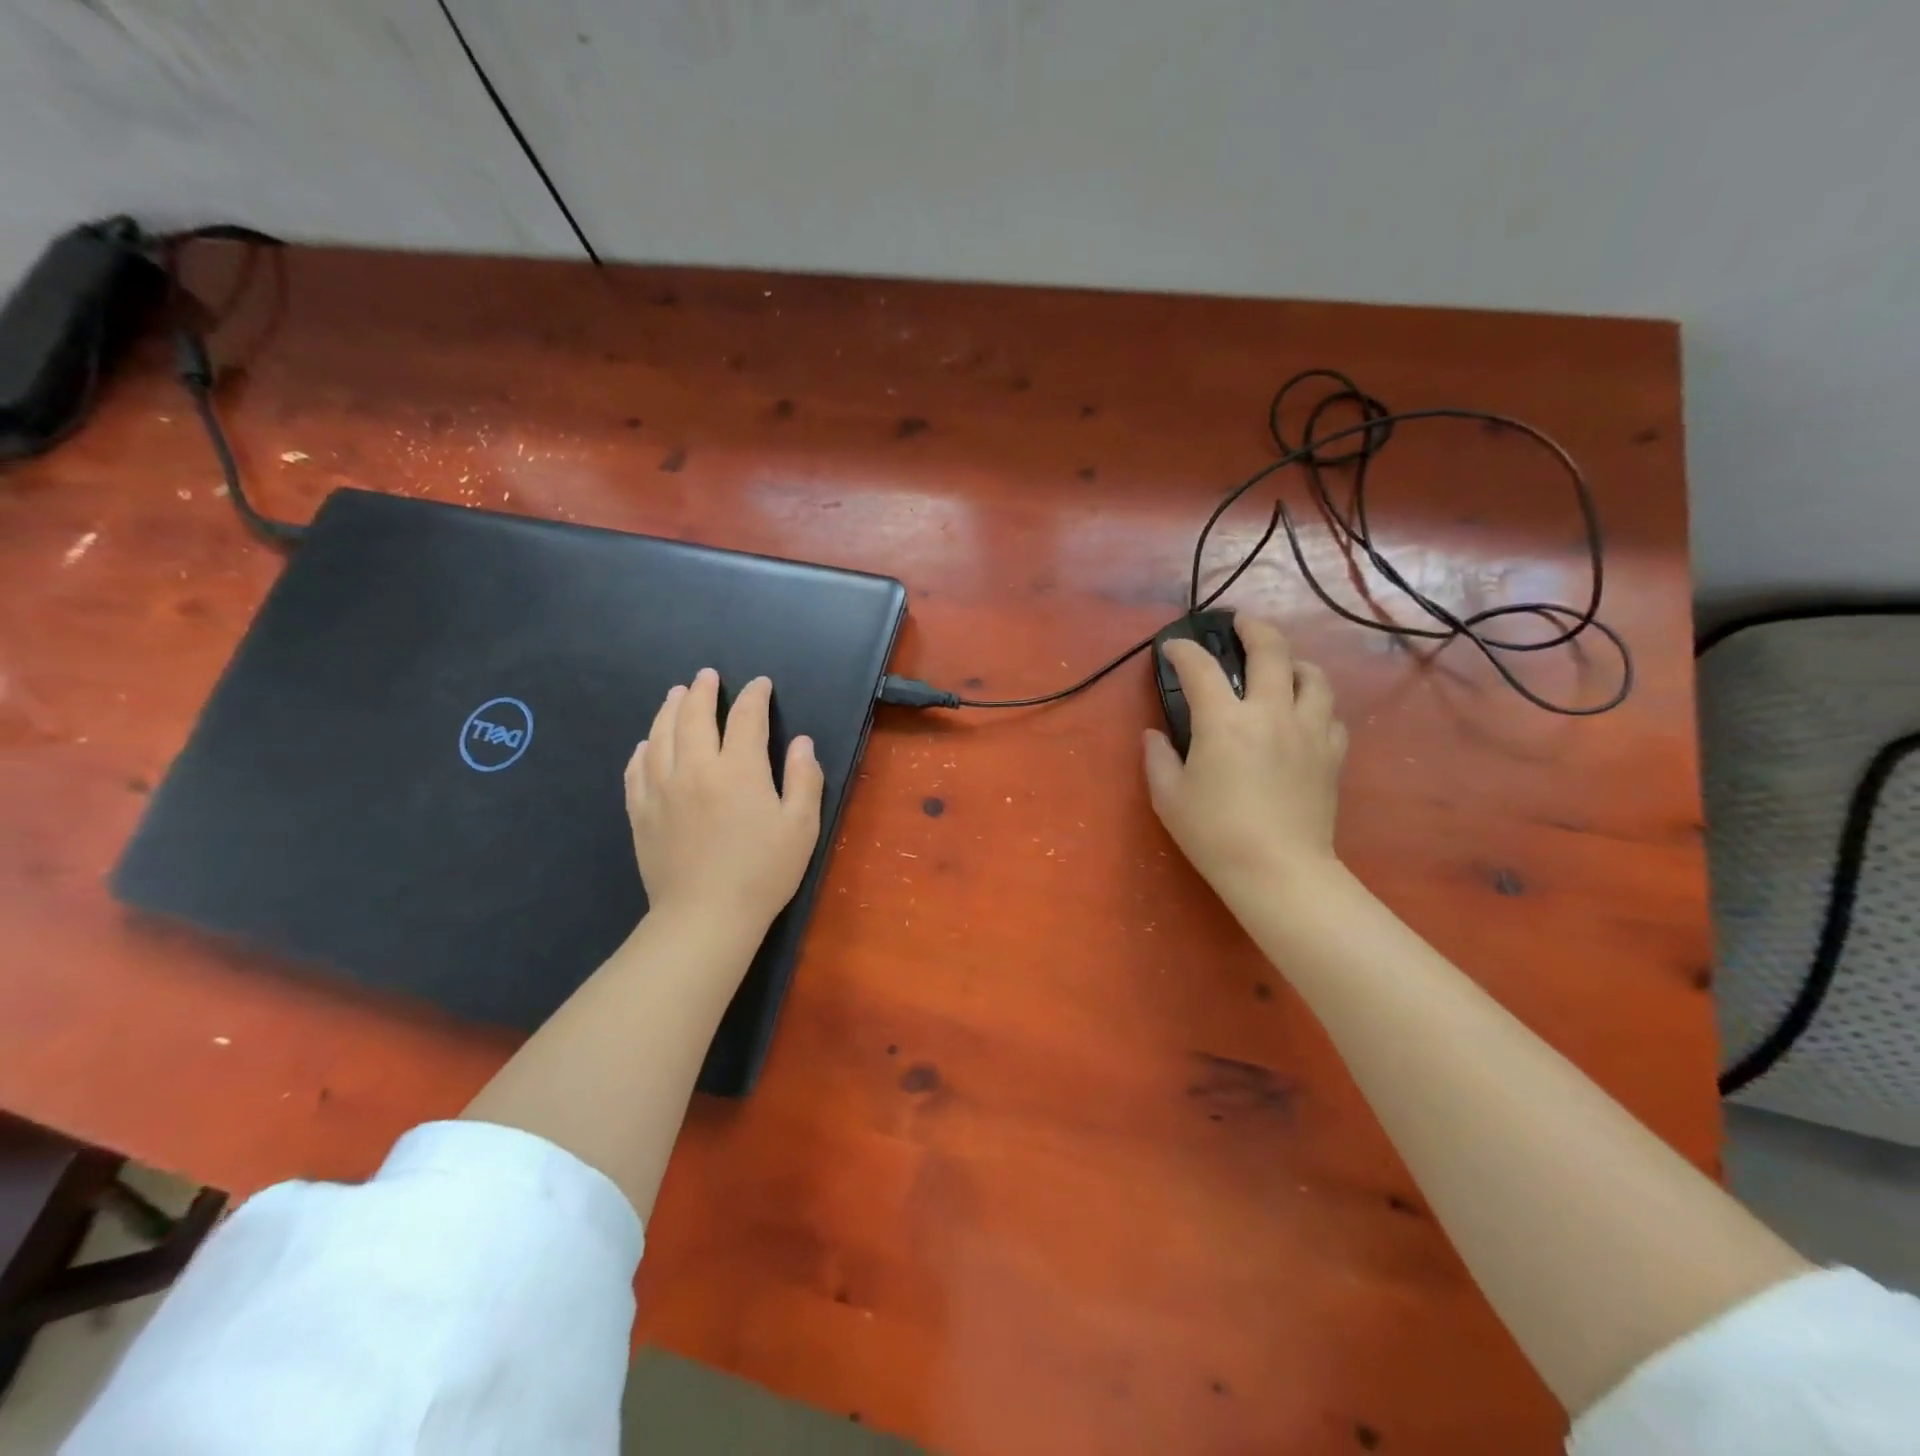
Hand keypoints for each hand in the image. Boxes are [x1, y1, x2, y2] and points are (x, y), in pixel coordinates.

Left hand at [625, 669, 824, 930]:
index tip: (760, 685)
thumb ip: (804, 779)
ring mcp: (661, 789)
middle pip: (693, 716)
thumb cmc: (763, 872)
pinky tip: (647, 743)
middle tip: (706, 676)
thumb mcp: (802, 827)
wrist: (705, 916)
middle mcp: (695, 768)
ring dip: (669, 709)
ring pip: (660, 735)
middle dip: (702, 691)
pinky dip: (643, 748)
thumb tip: (801, 742)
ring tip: (675, 694)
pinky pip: (636, 768)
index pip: (745, 718)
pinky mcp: (641, 812)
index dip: (754, 696)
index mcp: (738, 769)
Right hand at [1143, 616, 1347, 895]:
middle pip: (1271, 650)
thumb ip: (1158, 758)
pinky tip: (1304, 714)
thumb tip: (1155, 735)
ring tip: (1281, 666)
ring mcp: (1308, 731)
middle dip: (1252, 628)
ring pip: (1313, 676)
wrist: (1279, 871)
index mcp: (1225, 722)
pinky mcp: (1331, 754)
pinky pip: (1330, 714)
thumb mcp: (1169, 797)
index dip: (1183, 650)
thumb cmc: (1215, 834)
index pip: (1200, 668)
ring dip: (1293, 662)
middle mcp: (1271, 713)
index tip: (1172, 647)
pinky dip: (1315, 703)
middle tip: (1239, 624)